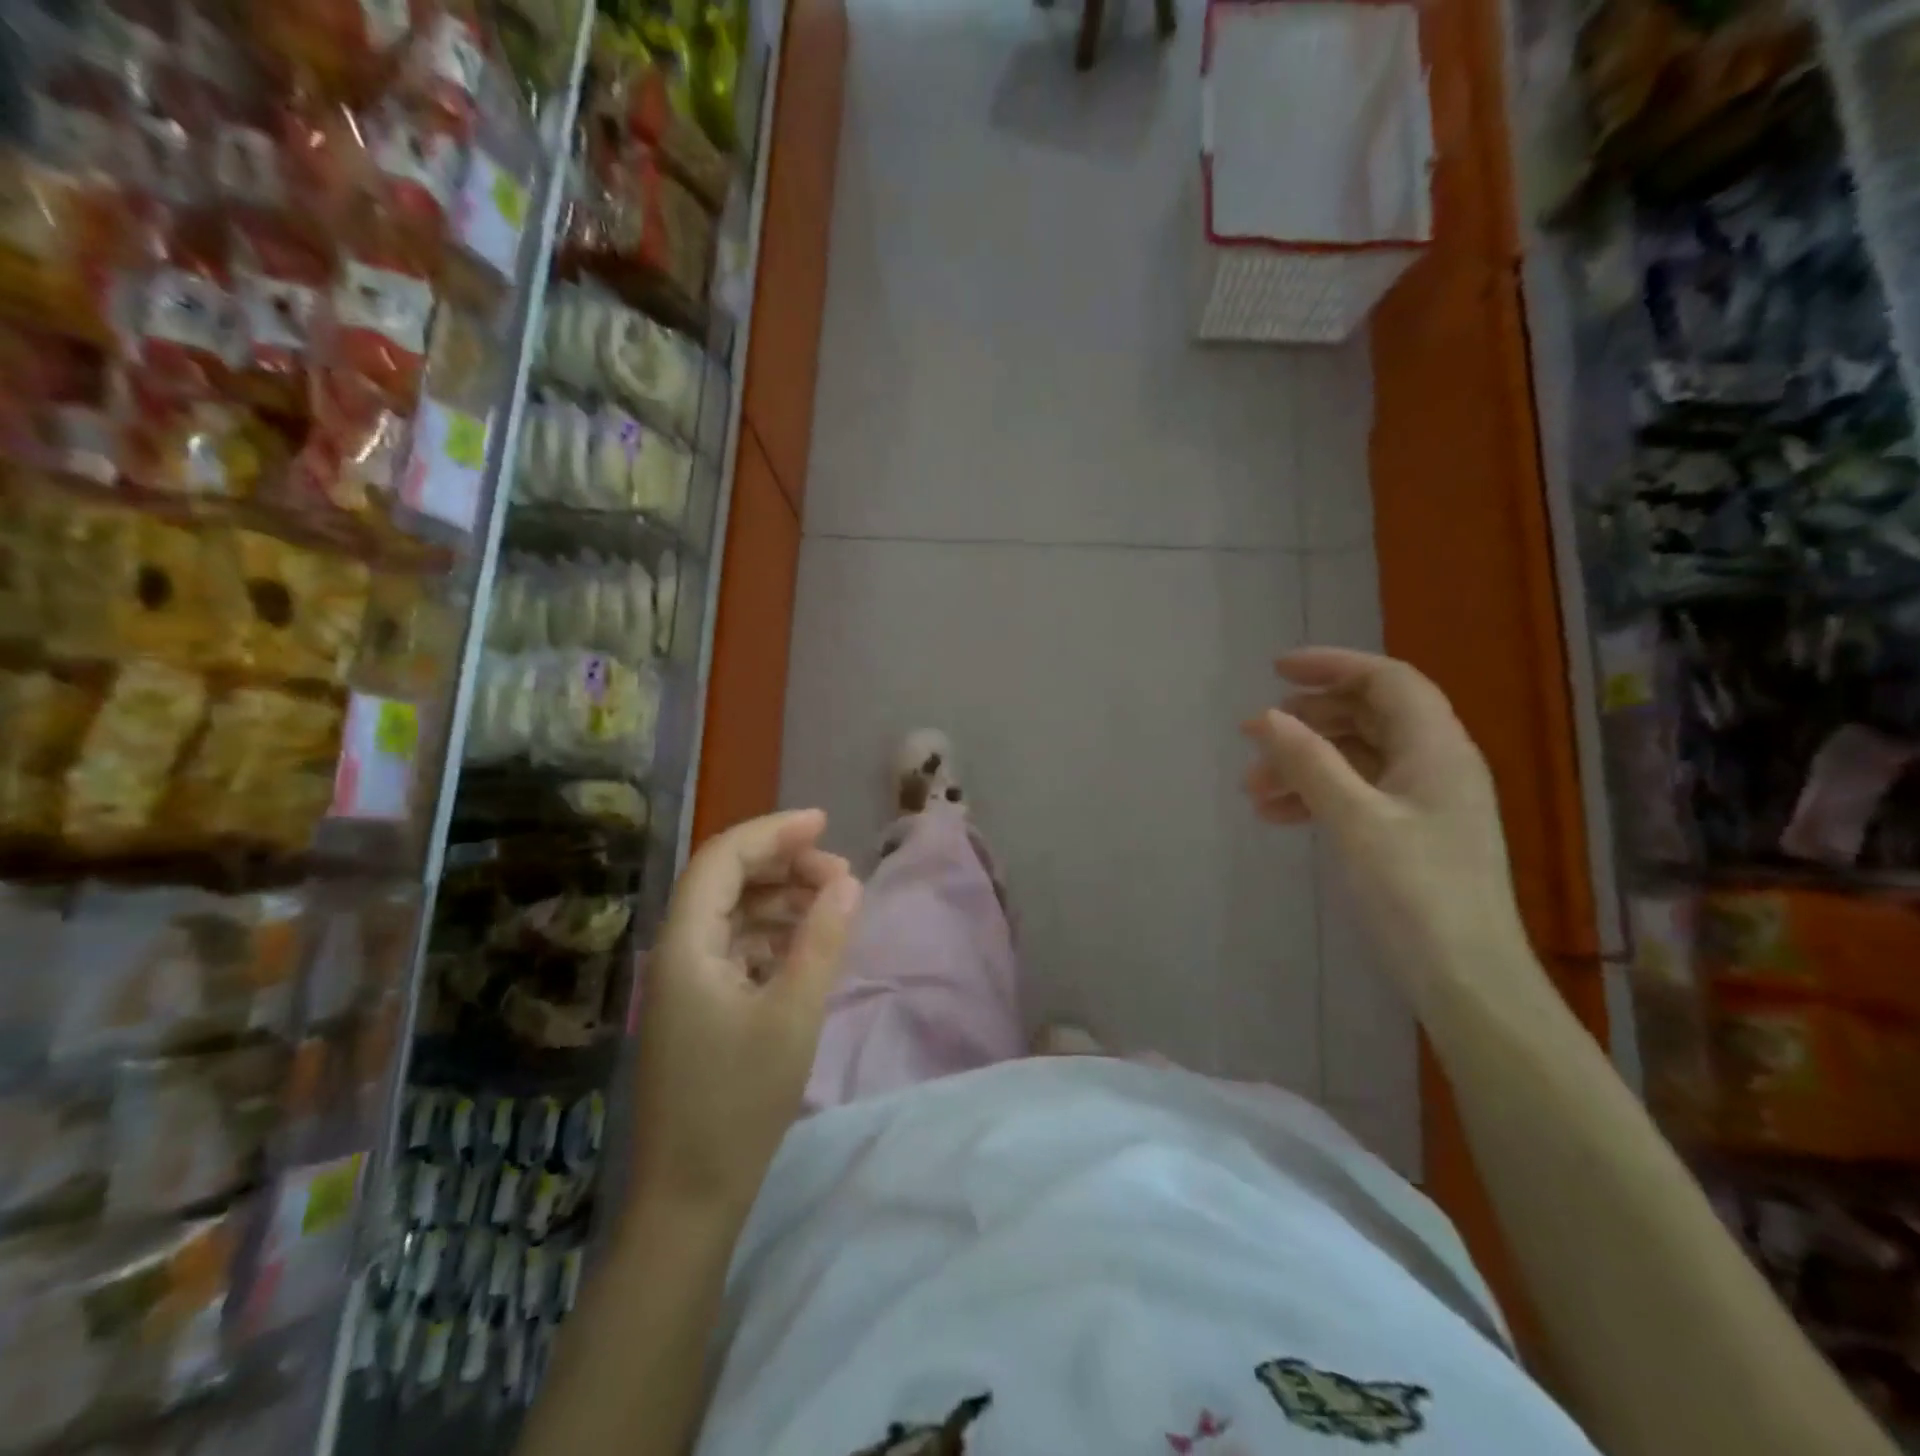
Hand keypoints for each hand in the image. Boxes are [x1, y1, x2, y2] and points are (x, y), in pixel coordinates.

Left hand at [632, 809, 862, 1219]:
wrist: (691, 1197)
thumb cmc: (739, 1102)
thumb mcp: (794, 1014)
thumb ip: (822, 940)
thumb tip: (848, 882)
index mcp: (686, 944)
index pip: (723, 859)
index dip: (773, 831)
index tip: (824, 822)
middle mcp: (678, 952)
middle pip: (727, 881)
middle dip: (784, 865)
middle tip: (839, 876)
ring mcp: (686, 982)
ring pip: (734, 913)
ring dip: (782, 899)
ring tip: (833, 906)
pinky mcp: (700, 1008)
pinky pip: (738, 947)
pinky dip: (774, 935)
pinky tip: (808, 946)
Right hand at [1242, 648, 1529, 989]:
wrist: (1466, 980)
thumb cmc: (1415, 893)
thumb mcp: (1354, 821)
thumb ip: (1309, 763)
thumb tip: (1264, 718)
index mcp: (1437, 748)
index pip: (1386, 680)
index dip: (1332, 666)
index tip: (1275, 671)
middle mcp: (1437, 764)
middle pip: (1369, 716)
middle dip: (1308, 721)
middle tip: (1257, 736)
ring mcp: (1426, 801)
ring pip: (1358, 758)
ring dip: (1305, 764)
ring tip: (1253, 789)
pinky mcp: (1412, 834)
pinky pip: (1359, 794)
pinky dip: (1318, 795)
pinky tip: (1279, 816)